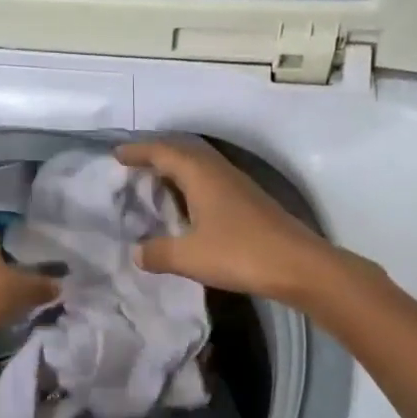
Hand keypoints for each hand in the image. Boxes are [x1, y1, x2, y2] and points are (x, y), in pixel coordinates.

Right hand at [116, 140, 334, 302]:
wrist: (299, 265)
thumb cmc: (240, 253)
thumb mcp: (189, 256)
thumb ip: (158, 253)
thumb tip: (137, 252)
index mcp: (201, 175)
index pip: (163, 152)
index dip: (139, 151)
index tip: (117, 154)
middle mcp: (219, 172)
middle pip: (183, 153)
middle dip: (156, 156)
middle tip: (133, 166)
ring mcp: (238, 186)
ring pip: (200, 167)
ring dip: (176, 170)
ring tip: (156, 184)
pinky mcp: (250, 202)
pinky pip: (211, 182)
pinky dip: (192, 186)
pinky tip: (188, 208)